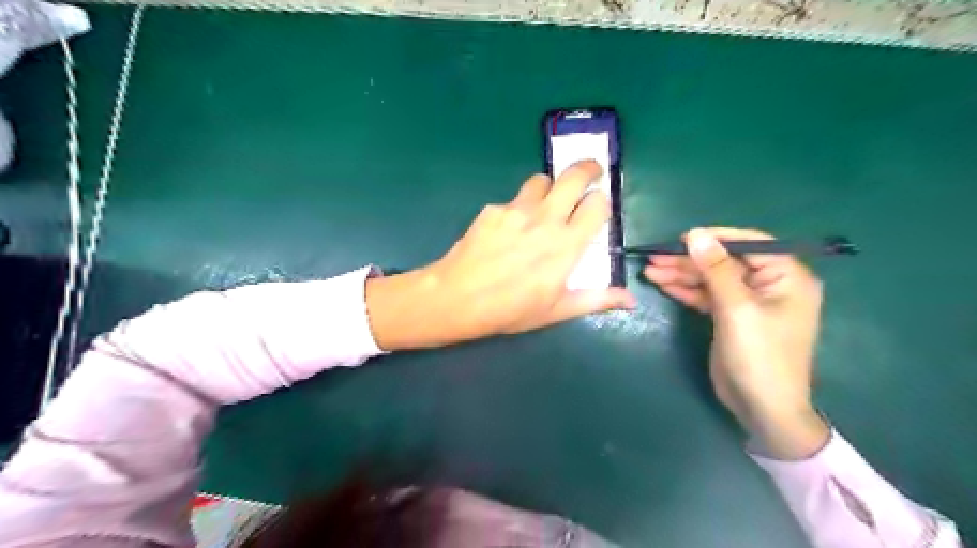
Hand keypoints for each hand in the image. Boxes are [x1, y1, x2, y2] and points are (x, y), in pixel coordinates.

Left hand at [364, 162, 633, 349]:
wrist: (457, 298)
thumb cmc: (510, 310)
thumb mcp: (556, 310)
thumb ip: (596, 299)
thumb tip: (631, 299)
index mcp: (566, 246)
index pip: (597, 205)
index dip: (601, 202)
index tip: (597, 208)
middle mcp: (545, 220)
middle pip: (574, 176)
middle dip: (587, 168)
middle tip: (590, 173)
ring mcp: (516, 210)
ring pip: (541, 180)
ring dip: (550, 187)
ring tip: (545, 204)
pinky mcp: (493, 209)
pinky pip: (513, 199)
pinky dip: (519, 207)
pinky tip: (508, 230)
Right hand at [647, 227, 827, 457]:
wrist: (762, 407)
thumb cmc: (759, 355)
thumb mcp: (737, 308)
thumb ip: (716, 269)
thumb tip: (695, 235)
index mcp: (786, 276)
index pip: (749, 243)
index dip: (715, 238)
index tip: (681, 238)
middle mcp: (769, 284)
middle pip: (724, 262)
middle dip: (689, 260)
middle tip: (654, 257)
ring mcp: (749, 301)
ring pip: (711, 278)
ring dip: (682, 274)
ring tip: (650, 271)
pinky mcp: (731, 316)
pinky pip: (707, 295)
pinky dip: (686, 290)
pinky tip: (663, 284)